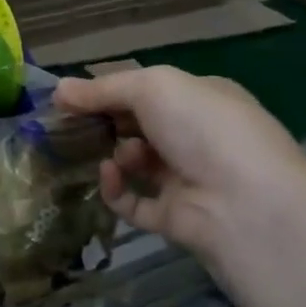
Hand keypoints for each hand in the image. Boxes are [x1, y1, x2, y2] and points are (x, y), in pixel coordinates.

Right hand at [52, 67, 305, 271]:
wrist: (247, 206)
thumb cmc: (204, 129)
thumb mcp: (153, 88)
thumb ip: (103, 88)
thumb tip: (58, 89)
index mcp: (202, 100)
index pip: (149, 91)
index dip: (110, 92)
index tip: (71, 98)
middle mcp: (198, 138)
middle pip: (139, 127)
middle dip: (107, 124)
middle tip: (70, 127)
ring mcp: (188, 180)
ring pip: (136, 164)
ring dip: (116, 155)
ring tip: (111, 155)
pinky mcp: (175, 219)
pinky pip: (134, 203)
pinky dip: (117, 190)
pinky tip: (108, 176)